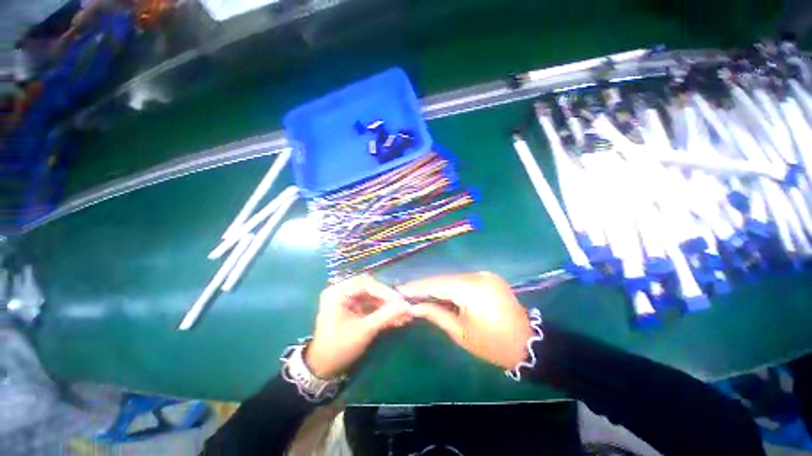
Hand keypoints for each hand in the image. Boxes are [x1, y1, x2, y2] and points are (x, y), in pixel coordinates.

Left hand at [305, 275, 412, 378]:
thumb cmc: (339, 347)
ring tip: (403, 313)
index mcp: (337, 292)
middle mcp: (342, 291)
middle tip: (402, 305)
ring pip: (372, 297)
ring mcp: (348, 299)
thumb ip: (386, 316)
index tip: (399, 299)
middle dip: (387, 298)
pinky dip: (382, 311)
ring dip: (387, 305)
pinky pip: (371, 305)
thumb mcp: (364, 330)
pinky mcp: (354, 308)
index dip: (383, 290)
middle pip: (370, 288)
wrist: (324, 368)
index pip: (364, 283)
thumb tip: (407, 306)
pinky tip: (396, 318)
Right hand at [398, 272, 532, 369]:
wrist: (528, 344)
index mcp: (470, 289)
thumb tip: (415, 306)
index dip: (416, 287)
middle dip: (425, 286)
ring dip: (437, 286)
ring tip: (419, 293)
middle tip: (407, 292)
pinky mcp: (489, 277)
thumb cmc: (492, 344)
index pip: (436, 284)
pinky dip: (450, 286)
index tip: (399, 290)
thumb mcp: (460, 332)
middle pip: (443, 279)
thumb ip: (436, 314)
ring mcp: (485, 274)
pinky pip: (463, 280)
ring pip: (453, 278)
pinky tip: (440, 293)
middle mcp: (477, 275)